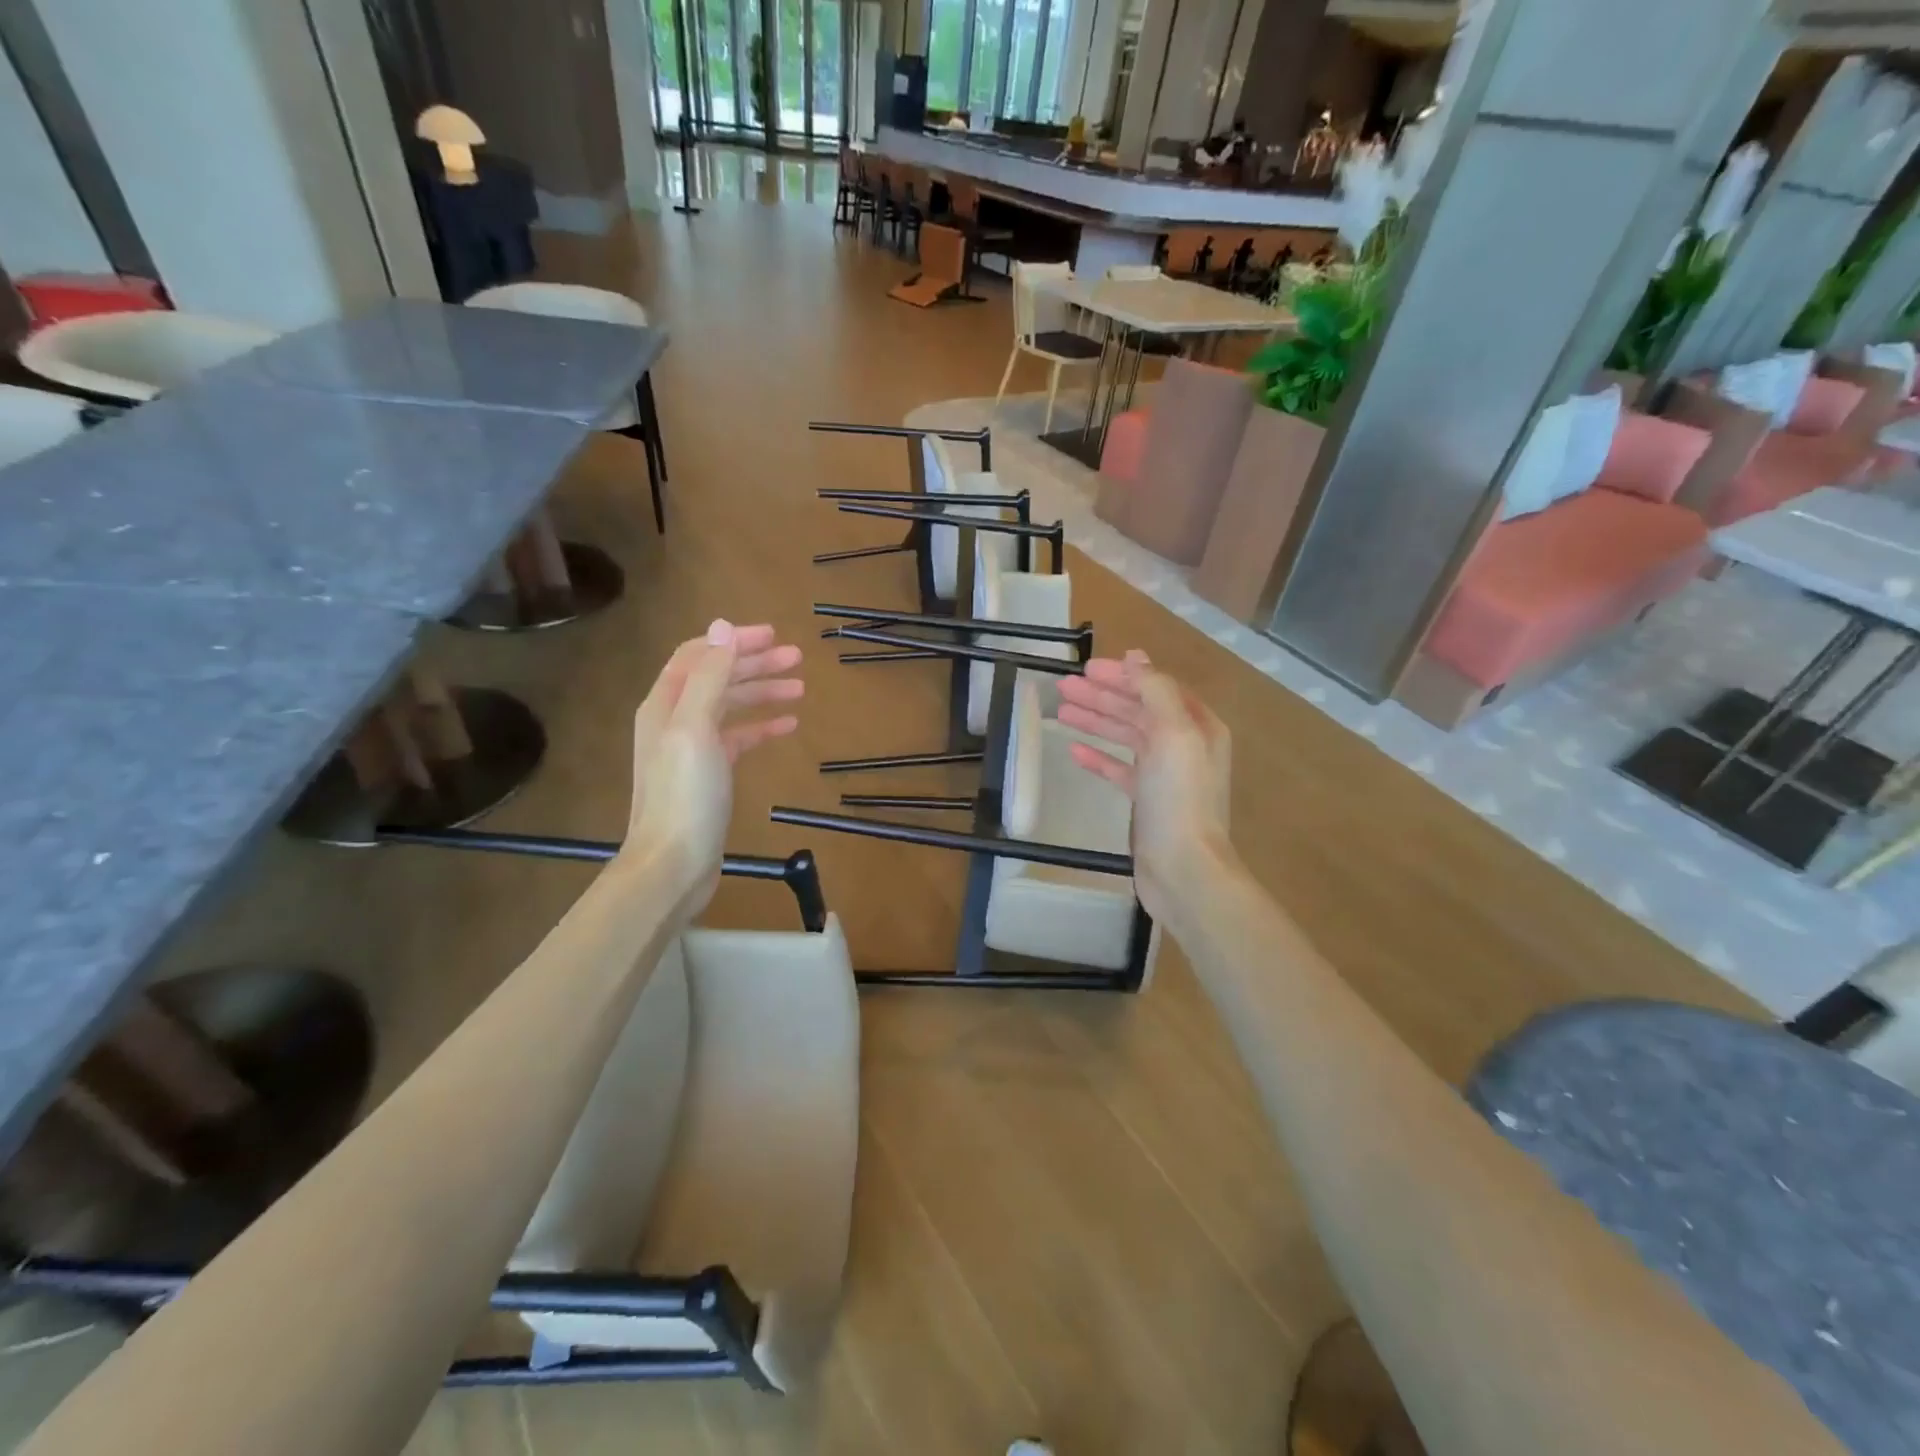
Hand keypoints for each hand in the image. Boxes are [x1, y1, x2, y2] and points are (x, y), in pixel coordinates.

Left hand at [625, 620, 802, 918]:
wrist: (673, 864)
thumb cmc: (685, 795)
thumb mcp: (695, 727)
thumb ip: (709, 677)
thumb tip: (722, 627)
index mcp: (665, 703)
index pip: (699, 655)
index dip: (733, 641)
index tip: (773, 635)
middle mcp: (674, 720)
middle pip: (717, 678)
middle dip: (755, 664)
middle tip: (797, 658)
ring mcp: (692, 748)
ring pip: (730, 706)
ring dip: (762, 692)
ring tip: (800, 688)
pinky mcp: (709, 774)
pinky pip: (738, 738)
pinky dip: (761, 727)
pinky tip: (788, 725)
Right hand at [1055, 650, 1231, 930]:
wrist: (1183, 868)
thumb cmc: (1179, 797)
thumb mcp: (1172, 733)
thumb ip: (1155, 691)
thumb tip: (1136, 658)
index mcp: (1197, 725)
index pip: (1155, 688)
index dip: (1122, 676)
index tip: (1085, 669)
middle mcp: (1184, 745)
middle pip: (1138, 710)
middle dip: (1102, 696)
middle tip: (1064, 687)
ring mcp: (1165, 774)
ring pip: (1126, 737)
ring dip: (1096, 721)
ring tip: (1061, 710)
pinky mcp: (1147, 801)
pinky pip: (1120, 769)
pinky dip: (1098, 757)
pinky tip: (1073, 751)